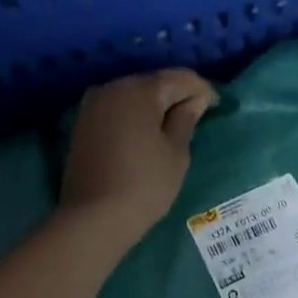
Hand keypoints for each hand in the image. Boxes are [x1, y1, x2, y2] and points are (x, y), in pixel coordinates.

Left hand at [60, 69, 217, 248]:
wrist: (94, 218)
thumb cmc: (145, 184)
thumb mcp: (176, 154)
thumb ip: (186, 120)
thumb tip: (194, 101)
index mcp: (138, 90)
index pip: (179, 79)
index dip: (201, 89)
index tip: (216, 105)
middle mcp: (111, 88)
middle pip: (152, 85)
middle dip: (175, 97)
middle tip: (195, 116)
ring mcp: (91, 107)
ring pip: (131, 98)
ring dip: (152, 109)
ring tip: (171, 129)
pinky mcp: (81, 127)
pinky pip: (116, 113)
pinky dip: (133, 120)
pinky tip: (145, 137)